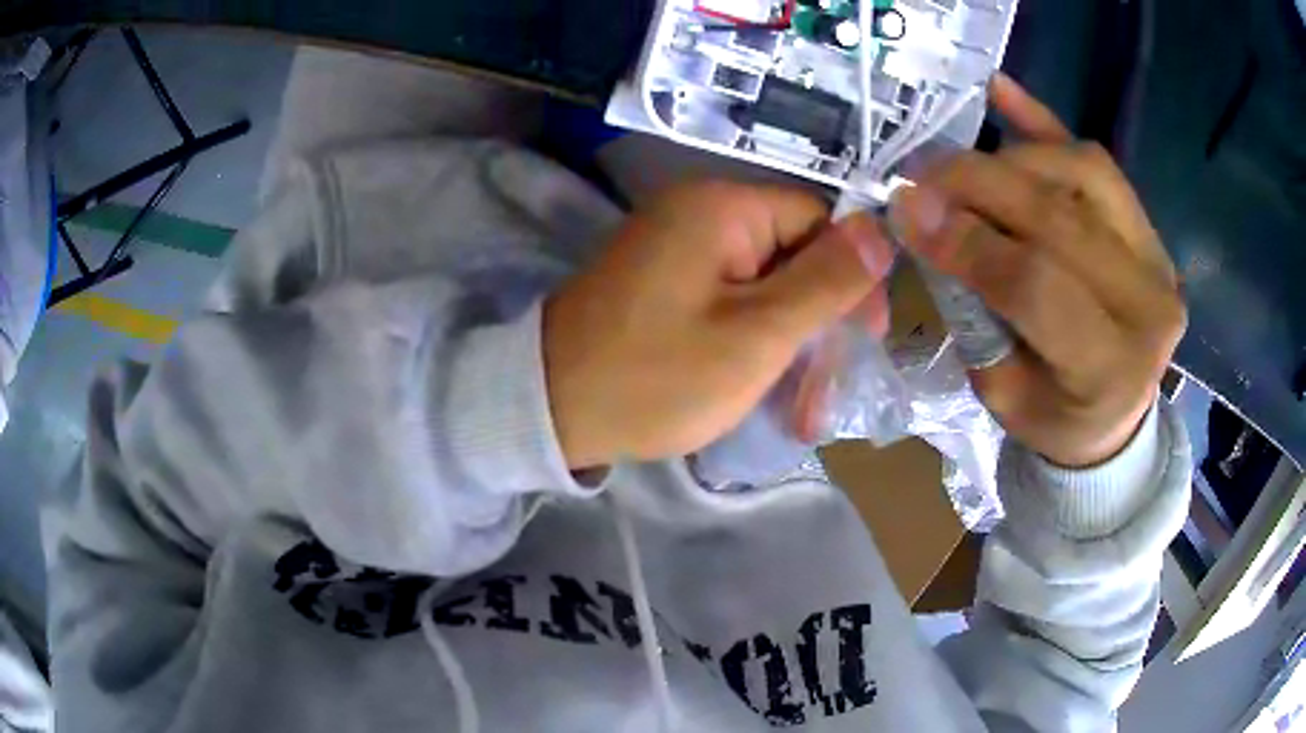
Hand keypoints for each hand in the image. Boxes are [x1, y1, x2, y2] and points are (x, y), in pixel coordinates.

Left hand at [544, 181, 892, 468]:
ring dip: (791, 344)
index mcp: (722, 207)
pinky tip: (768, 392)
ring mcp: (677, 249)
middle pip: (794, 253)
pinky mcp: (665, 283)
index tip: (867, 339)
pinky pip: (730, 300)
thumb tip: (882, 231)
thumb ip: (826, 282)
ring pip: (765, 285)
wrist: (550, 410)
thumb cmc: (657, 377)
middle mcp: (699, 213)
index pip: (820, 220)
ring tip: (802, 412)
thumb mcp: (757, 335)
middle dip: (820, 324)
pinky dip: (754, 342)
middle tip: (829, 394)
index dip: (852, 277)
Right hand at [891, 74, 1186, 466]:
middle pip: (1060, 216)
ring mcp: (1156, 255)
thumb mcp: (1003, 394)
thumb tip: (929, 222)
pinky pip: (1098, 162)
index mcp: (1112, 369)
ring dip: (1012, 157)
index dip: (971, 243)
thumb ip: (974, 311)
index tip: (908, 213)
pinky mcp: (1148, 227)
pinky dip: (1046, 124)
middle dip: (980, 185)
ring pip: (1082, 170)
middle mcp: (1148, 303)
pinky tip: (999, 92)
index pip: (1040, 287)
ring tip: (964, 167)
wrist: (1115, 417)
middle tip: (920, 175)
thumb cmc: (1055, 418)